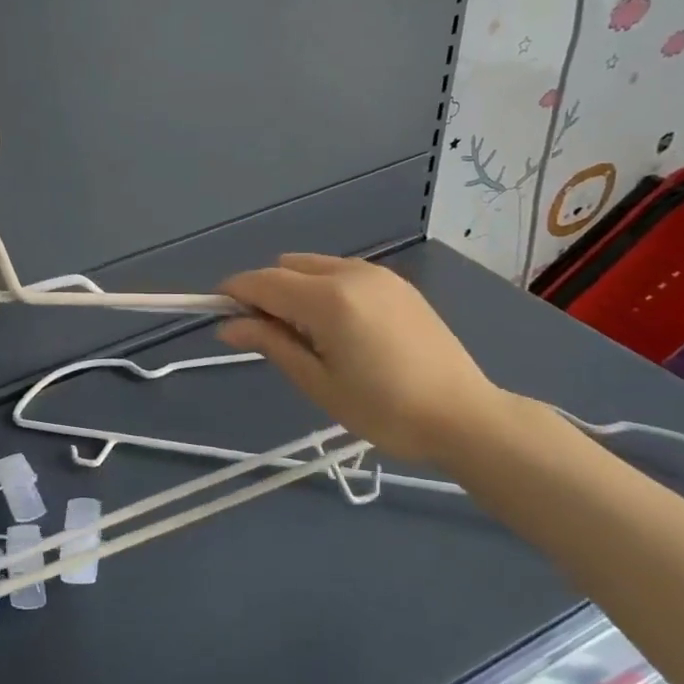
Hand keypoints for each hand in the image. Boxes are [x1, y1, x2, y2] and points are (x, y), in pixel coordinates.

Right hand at [218, 254, 507, 462]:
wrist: (465, 417)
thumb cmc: (384, 410)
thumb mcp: (318, 382)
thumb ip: (270, 344)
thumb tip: (227, 326)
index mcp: (328, 300)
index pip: (263, 282)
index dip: (233, 293)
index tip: (218, 314)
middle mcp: (350, 274)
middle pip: (285, 267)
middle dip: (265, 292)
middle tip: (270, 336)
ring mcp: (377, 275)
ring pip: (313, 266)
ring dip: (295, 289)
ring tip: (308, 336)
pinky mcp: (397, 284)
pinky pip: (341, 273)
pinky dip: (323, 289)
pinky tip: (339, 329)